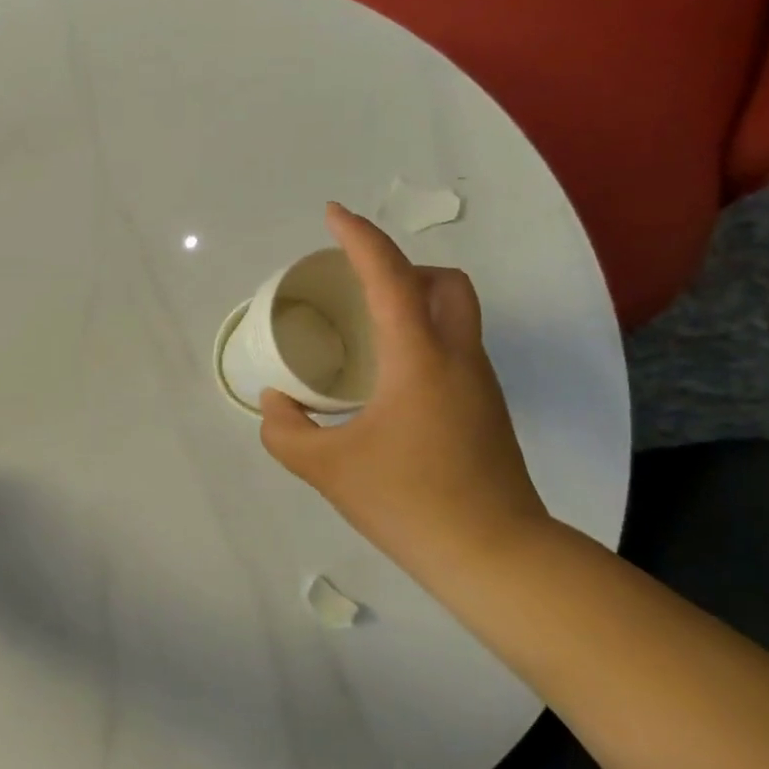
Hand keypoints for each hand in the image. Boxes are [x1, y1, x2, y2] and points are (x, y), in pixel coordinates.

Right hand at [260, 203, 550, 580]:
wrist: (493, 554)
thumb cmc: (407, 502)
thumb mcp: (326, 469)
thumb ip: (285, 430)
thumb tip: (276, 402)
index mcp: (418, 359)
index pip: (389, 277)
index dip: (359, 237)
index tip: (333, 214)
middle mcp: (457, 357)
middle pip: (444, 282)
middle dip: (402, 267)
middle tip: (359, 286)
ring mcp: (479, 383)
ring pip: (456, 314)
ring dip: (415, 301)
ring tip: (368, 331)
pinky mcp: (485, 409)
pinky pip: (455, 347)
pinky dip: (423, 338)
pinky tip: (388, 380)